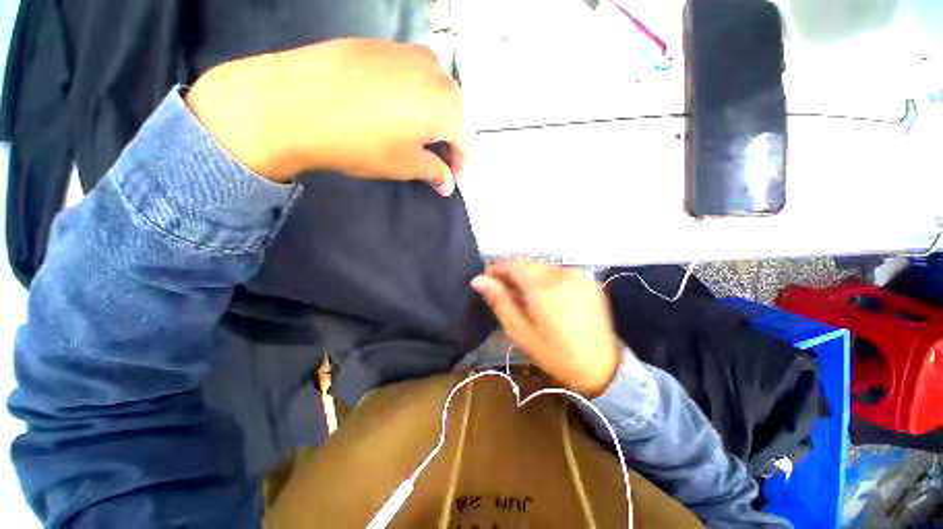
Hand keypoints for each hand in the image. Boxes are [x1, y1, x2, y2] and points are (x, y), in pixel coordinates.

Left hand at [185, 39, 465, 194]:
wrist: (296, 101)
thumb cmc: (364, 142)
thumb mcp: (406, 166)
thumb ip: (435, 172)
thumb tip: (448, 183)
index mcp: (447, 105)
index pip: (463, 141)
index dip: (460, 164)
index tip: (452, 179)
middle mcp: (435, 72)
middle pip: (451, 112)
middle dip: (447, 138)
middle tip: (434, 158)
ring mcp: (407, 52)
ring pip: (431, 91)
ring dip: (430, 116)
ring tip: (414, 135)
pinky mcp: (381, 45)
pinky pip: (409, 76)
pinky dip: (410, 97)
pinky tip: (393, 110)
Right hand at [471, 261, 620, 397]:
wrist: (602, 368)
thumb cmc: (555, 355)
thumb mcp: (520, 332)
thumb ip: (499, 301)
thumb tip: (478, 280)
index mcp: (544, 289)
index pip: (513, 264)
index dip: (496, 269)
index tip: (488, 280)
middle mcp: (563, 275)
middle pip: (527, 264)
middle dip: (512, 274)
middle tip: (505, 293)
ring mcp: (579, 276)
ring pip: (542, 266)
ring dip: (529, 276)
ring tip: (525, 298)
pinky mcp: (588, 280)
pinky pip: (558, 272)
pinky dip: (546, 279)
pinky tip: (545, 297)